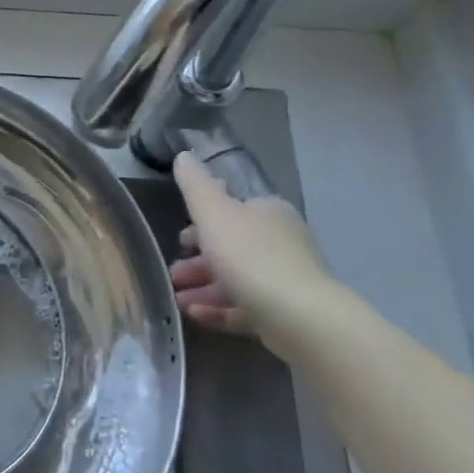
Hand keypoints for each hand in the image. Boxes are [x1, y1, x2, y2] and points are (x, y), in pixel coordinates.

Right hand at [169, 152, 335, 343]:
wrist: (299, 316)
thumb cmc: (250, 256)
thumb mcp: (213, 213)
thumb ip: (195, 185)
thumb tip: (184, 156)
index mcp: (268, 213)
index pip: (233, 212)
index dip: (202, 224)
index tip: (180, 239)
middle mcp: (281, 242)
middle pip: (233, 248)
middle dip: (199, 260)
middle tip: (174, 273)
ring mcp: (286, 280)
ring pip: (237, 280)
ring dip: (204, 288)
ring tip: (178, 299)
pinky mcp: (285, 314)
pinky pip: (246, 308)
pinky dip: (219, 310)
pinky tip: (194, 315)